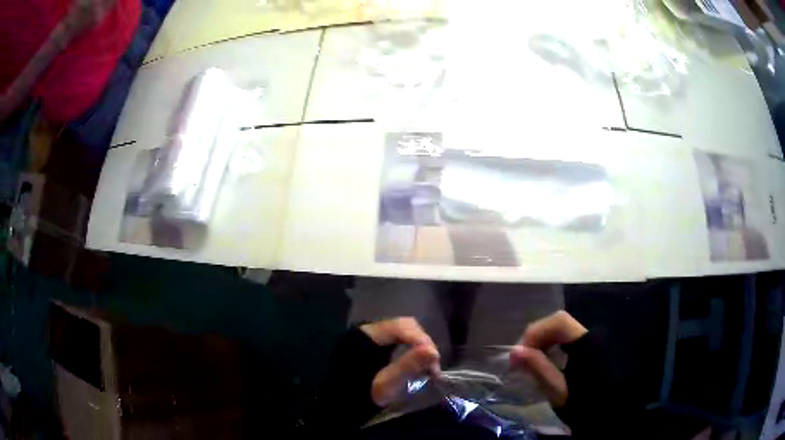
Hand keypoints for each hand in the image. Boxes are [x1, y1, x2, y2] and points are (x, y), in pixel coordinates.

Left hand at [360, 318, 440, 406]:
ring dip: (420, 347)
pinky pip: (399, 340)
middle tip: (433, 365)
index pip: (401, 326)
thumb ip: (407, 366)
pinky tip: (418, 364)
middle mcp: (368, 329)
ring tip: (429, 367)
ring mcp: (372, 336)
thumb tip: (433, 351)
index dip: (422, 339)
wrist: (342, 405)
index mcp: (366, 335)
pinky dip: (412, 350)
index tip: (435, 359)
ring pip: (404, 332)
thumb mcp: (385, 384)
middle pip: (404, 326)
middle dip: (423, 343)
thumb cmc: (361, 396)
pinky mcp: (375, 345)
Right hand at [510, 310, 586, 406]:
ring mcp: (591, 340)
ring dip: (542, 342)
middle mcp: (590, 335)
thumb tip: (514, 350)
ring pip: (561, 330)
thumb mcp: (557, 390)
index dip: (536, 332)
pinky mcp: (589, 348)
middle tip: (520, 359)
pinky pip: (566, 339)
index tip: (520, 354)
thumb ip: (538, 368)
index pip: (559, 322)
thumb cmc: (582, 403)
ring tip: (528, 362)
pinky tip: (543, 362)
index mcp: (586, 343)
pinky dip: (551, 346)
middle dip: (536, 337)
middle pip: (559, 323)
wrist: (606, 411)